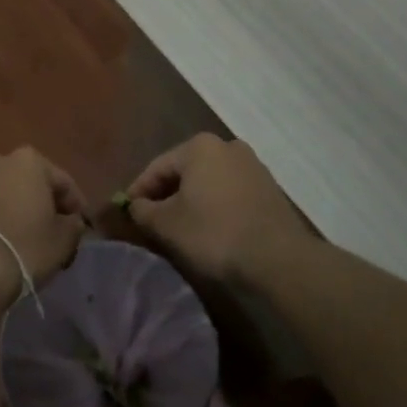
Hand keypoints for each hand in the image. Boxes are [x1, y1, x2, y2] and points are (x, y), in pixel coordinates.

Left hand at [0, 147, 85, 298]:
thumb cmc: (26, 244)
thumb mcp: (64, 239)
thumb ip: (74, 225)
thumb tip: (71, 222)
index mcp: (29, 160)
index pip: (64, 182)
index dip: (77, 206)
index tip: (83, 228)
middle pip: (32, 183)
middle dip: (45, 205)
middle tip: (57, 232)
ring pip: (8, 194)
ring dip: (21, 211)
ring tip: (31, 239)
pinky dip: (0, 219)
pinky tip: (8, 241)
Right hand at [124, 134, 308, 283]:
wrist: (278, 259)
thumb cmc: (214, 233)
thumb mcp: (167, 225)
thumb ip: (143, 211)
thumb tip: (136, 205)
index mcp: (199, 146)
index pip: (157, 167)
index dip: (139, 191)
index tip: (128, 212)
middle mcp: (227, 146)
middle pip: (185, 171)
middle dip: (167, 195)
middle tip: (152, 220)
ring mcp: (253, 166)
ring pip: (209, 182)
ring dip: (192, 201)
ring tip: (180, 228)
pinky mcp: (270, 189)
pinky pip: (230, 193)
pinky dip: (215, 207)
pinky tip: (210, 230)